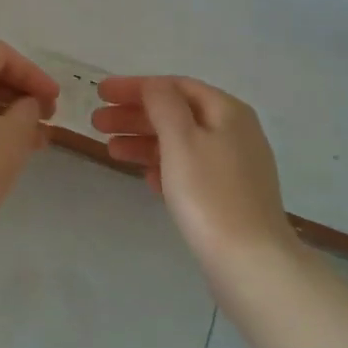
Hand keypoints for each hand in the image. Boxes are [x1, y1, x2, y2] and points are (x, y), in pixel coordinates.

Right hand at [93, 76, 289, 266]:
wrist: (250, 262)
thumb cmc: (209, 194)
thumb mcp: (181, 139)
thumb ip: (163, 104)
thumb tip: (153, 85)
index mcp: (227, 111)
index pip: (174, 86)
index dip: (135, 86)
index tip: (100, 92)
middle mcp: (235, 132)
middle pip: (176, 113)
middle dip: (135, 115)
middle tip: (97, 122)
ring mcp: (234, 166)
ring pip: (180, 142)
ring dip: (143, 141)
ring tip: (111, 150)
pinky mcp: (228, 195)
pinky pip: (189, 169)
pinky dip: (163, 166)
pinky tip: (144, 176)